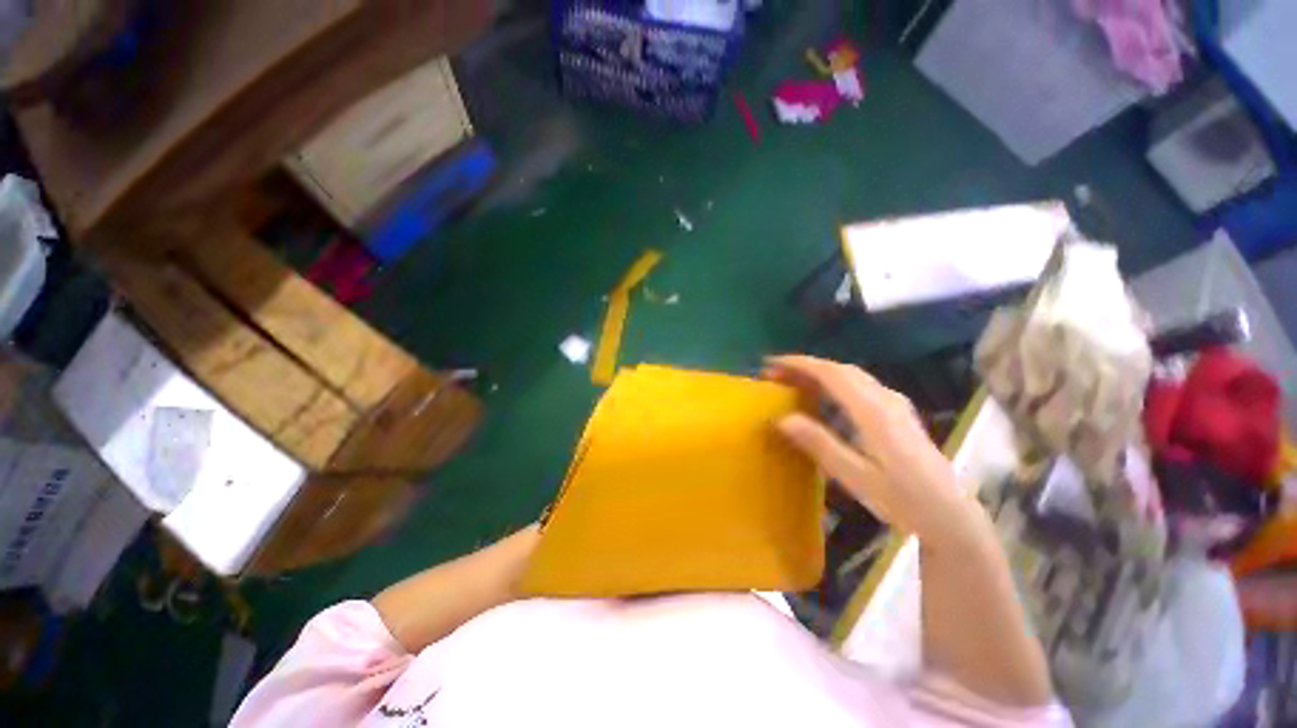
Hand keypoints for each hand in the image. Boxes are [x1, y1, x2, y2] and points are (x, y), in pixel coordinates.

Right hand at [766, 355, 983, 549]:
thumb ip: (819, 443)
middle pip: (840, 370)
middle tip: (775, 375)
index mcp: (873, 411)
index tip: (771, 364)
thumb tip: (781, 418)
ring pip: (851, 376)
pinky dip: (835, 383)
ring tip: (792, 383)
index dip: (799, 364)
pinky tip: (824, 397)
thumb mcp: (855, 476)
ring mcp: (895, 404)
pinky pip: (860, 386)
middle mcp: (885, 399)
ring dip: (819, 373)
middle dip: (805, 367)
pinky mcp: (898, 412)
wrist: (952, 516)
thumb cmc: (903, 499)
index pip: (831, 373)